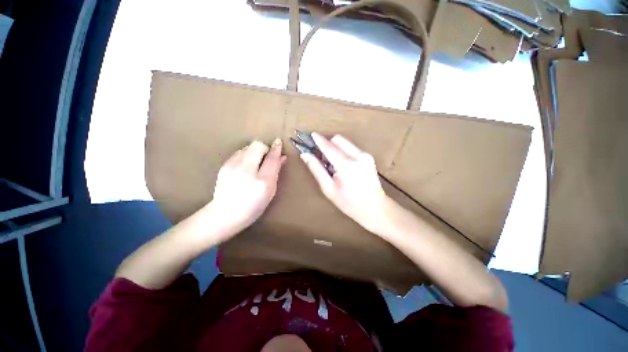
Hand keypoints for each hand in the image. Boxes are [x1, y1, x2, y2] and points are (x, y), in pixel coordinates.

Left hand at [207, 138, 286, 241]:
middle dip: (265, 148)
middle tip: (266, 158)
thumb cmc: (253, 207)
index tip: (279, 142)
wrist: (224, 214)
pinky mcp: (224, 165)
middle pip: (258, 145)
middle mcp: (247, 170)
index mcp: (262, 181)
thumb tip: (282, 157)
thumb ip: (276, 172)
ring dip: (255, 151)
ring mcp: (233, 167)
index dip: (277, 149)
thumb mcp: (270, 192)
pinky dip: (246, 155)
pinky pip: (239, 152)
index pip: (272, 158)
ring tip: (255, 163)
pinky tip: (245, 166)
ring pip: (248, 147)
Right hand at [301, 133, 389, 232]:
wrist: (375, 208)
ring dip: (335, 148)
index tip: (309, 135)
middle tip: (321, 157)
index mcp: (346, 164)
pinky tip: (342, 165)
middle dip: (327, 144)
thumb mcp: (329, 188)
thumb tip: (305, 155)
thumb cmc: (349, 203)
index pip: (328, 146)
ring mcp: (365, 155)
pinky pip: (351, 148)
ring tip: (331, 164)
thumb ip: (316, 169)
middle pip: (337, 139)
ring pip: (345, 142)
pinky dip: (343, 151)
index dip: (318, 140)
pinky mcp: (369, 157)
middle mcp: (358, 155)